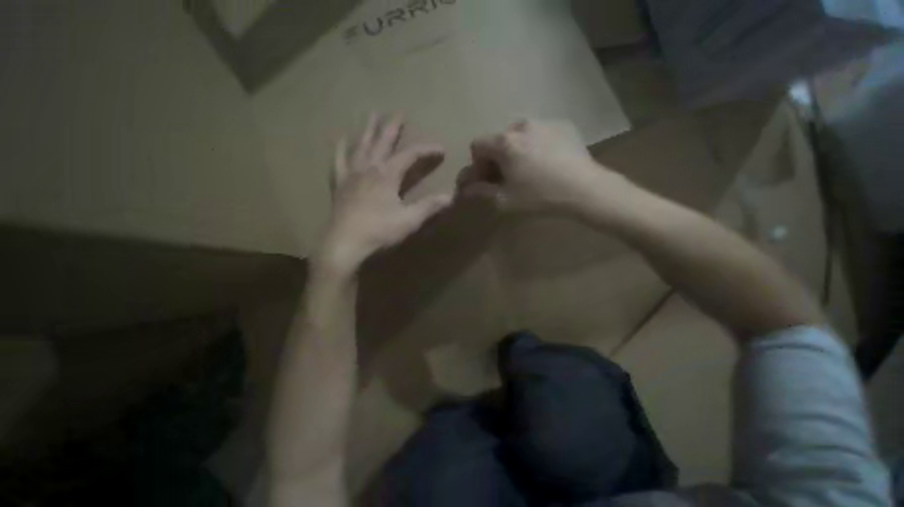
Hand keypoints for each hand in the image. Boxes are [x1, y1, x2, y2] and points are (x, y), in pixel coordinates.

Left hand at [318, 114, 453, 272]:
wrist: (345, 243)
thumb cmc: (379, 231)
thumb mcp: (409, 220)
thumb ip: (429, 206)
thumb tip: (451, 196)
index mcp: (387, 175)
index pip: (410, 155)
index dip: (426, 150)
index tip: (440, 149)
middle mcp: (369, 168)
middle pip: (382, 141)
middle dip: (393, 126)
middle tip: (399, 111)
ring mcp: (351, 174)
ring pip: (361, 145)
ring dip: (369, 129)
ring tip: (372, 114)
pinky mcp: (340, 184)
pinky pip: (339, 160)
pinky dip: (341, 147)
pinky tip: (341, 138)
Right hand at [457, 119, 629, 215]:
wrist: (584, 189)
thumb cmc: (539, 196)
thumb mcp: (504, 199)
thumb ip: (480, 191)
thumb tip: (464, 188)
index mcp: (504, 142)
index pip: (477, 145)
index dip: (478, 164)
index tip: (488, 178)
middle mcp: (521, 125)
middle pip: (497, 140)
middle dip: (496, 158)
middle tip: (507, 177)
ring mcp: (544, 122)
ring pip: (517, 135)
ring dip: (514, 151)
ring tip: (527, 169)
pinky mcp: (562, 125)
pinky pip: (537, 133)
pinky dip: (534, 146)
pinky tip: (546, 163)